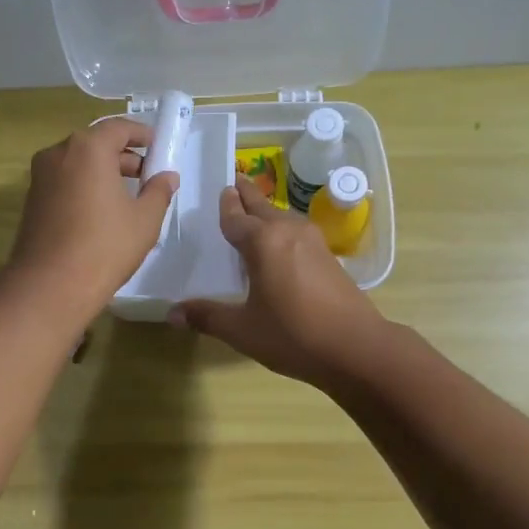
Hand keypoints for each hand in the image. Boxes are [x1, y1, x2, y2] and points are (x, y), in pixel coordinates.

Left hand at [4, 118, 177, 319]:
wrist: (50, 285)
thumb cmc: (105, 246)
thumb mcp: (145, 219)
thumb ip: (159, 191)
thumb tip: (167, 176)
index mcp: (88, 148)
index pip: (119, 127)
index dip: (142, 134)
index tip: (158, 147)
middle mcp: (59, 153)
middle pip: (96, 143)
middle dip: (123, 156)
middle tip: (147, 175)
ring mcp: (40, 177)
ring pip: (78, 163)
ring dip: (103, 172)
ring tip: (127, 196)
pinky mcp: (32, 200)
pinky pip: (64, 181)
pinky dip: (85, 186)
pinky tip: (101, 212)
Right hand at [171, 176, 388, 386]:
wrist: (356, 347)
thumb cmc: (293, 335)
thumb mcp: (242, 329)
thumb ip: (207, 317)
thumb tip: (171, 313)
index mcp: (262, 241)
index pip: (235, 216)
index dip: (225, 204)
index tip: (220, 187)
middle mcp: (287, 232)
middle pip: (262, 206)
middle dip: (246, 195)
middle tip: (234, 181)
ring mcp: (312, 242)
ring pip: (282, 217)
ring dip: (266, 212)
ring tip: (252, 212)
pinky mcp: (328, 256)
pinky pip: (296, 232)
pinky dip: (281, 230)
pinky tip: (278, 245)